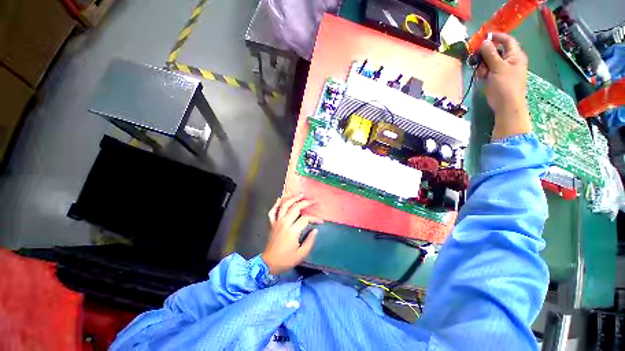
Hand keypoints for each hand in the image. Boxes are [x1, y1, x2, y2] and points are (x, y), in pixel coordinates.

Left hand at [262, 194, 322, 274]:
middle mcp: (284, 223)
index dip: (315, 218)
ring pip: (284, 205)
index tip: (321, 221)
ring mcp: (277, 222)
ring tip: (300, 194)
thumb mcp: (301, 254)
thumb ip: (310, 241)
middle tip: (313, 200)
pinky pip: (273, 211)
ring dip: (293, 198)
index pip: (306, 219)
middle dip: (306, 202)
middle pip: (295, 207)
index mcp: (292, 231)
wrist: (268, 264)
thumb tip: (315, 229)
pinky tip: (280, 199)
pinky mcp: (272, 223)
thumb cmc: (286, 260)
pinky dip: (276, 204)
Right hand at [476, 32, 532, 140]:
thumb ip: (491, 54)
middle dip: (486, 54)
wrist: (506, 105)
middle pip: (496, 51)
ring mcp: (501, 70)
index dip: (497, 37)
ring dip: (483, 65)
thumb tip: (484, 42)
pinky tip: (482, 77)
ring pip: (489, 61)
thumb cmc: (506, 85)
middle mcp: (509, 60)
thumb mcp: (498, 67)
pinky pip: (487, 71)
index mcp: (515, 55)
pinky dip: (483, 72)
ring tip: (482, 72)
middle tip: (477, 57)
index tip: (484, 36)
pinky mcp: (495, 78)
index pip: (507, 40)